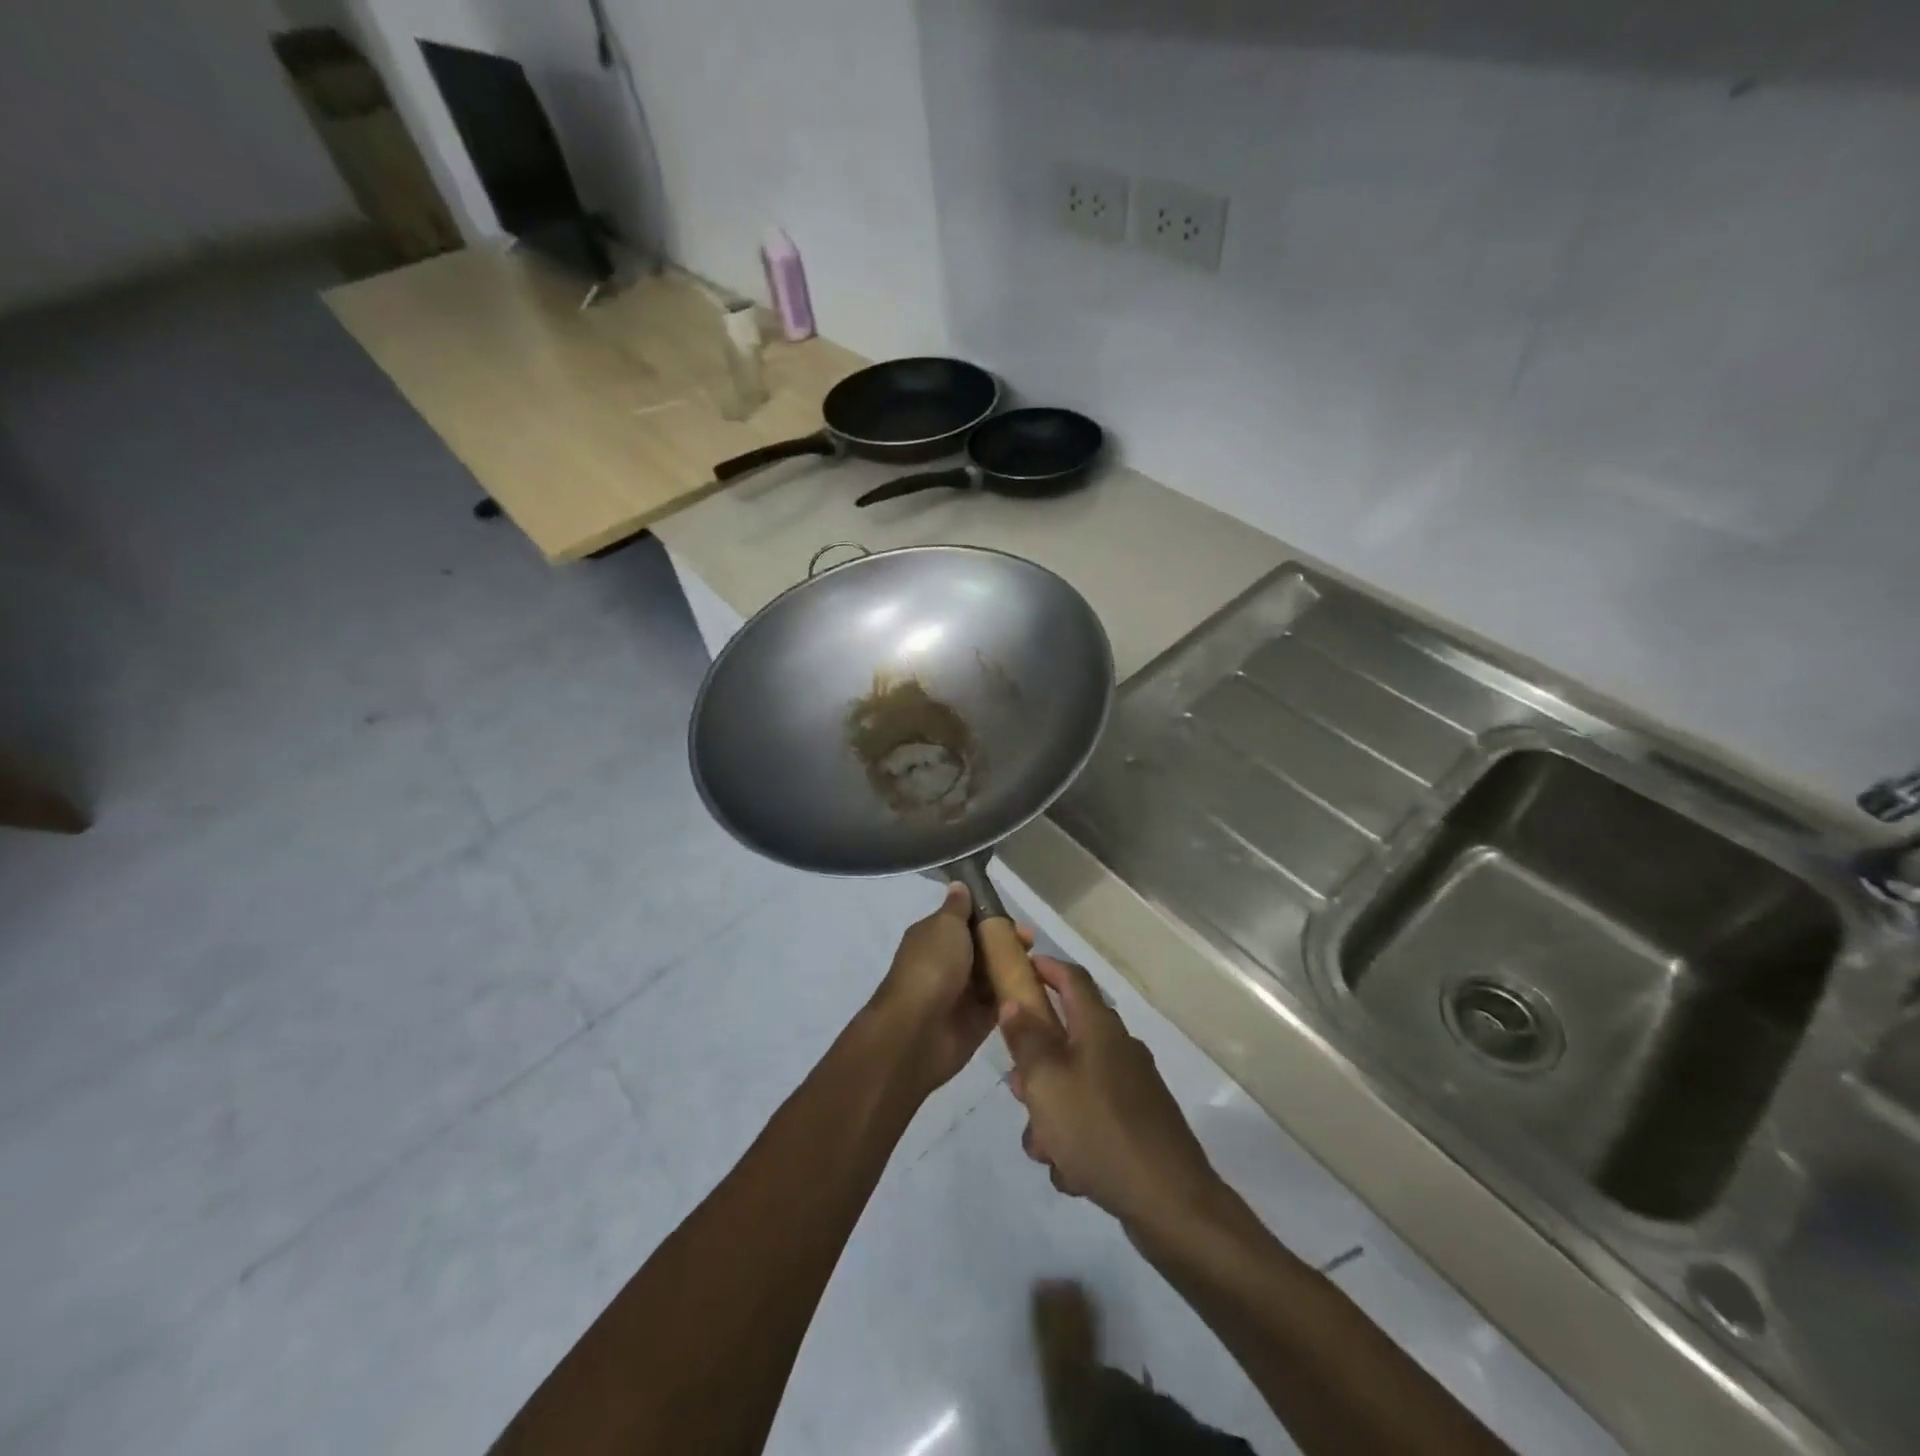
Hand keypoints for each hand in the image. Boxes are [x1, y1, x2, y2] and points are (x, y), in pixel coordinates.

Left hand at [865, 882, 1032, 1101]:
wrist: (919, 1029)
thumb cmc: (932, 967)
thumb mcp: (945, 926)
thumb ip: (958, 908)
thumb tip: (958, 885)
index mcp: (935, 936)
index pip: (967, 920)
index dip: (991, 917)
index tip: (1015, 919)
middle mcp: (948, 961)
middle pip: (985, 946)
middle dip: (1007, 941)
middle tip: (1030, 942)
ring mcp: (963, 991)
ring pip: (995, 973)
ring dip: (1014, 967)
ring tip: (1037, 964)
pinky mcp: (978, 1019)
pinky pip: (1001, 1001)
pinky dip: (1015, 993)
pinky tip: (1035, 986)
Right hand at [1001, 957, 1221, 1236]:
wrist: (1170, 1203)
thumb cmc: (1099, 1129)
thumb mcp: (1047, 1080)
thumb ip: (1026, 1039)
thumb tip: (1014, 1001)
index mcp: (1100, 1028)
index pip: (1071, 978)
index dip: (1044, 968)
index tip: (1017, 970)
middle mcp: (1118, 1050)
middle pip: (1066, 1038)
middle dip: (1036, 1066)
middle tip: (1018, 1090)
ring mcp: (1131, 1090)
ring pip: (1073, 1086)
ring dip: (1050, 1113)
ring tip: (1044, 1148)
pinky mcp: (1137, 1126)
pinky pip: (1091, 1120)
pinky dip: (1075, 1141)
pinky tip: (1073, 1174)